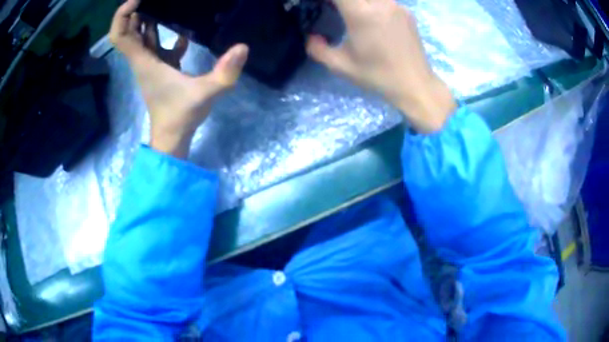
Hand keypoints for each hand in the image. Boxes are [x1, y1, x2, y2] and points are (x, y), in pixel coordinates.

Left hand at [109, 0, 248, 157]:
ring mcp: (150, 64)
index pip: (120, 35)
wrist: (172, 137)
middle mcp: (142, 60)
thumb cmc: (181, 116)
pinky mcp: (159, 68)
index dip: (123, 15)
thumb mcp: (205, 94)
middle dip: (135, 12)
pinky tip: (180, 29)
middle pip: (128, 32)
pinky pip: (156, 46)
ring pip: (141, 37)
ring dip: (147, 19)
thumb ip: (224, 72)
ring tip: (164, 3)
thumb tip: (243, 47)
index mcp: (144, 62)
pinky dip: (162, 35)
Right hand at [307, 0, 455, 132]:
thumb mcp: (341, 66)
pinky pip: (384, 1)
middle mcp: (380, 4)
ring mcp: (396, 6)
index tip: (323, 5)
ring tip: (354, 15)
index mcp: (361, 14)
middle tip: (335, 9)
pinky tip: (374, 20)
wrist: (415, 85)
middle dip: (343, 0)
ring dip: (359, 2)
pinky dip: (373, 5)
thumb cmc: (377, 76)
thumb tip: (311, 36)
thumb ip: (318, 49)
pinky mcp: (406, 11)